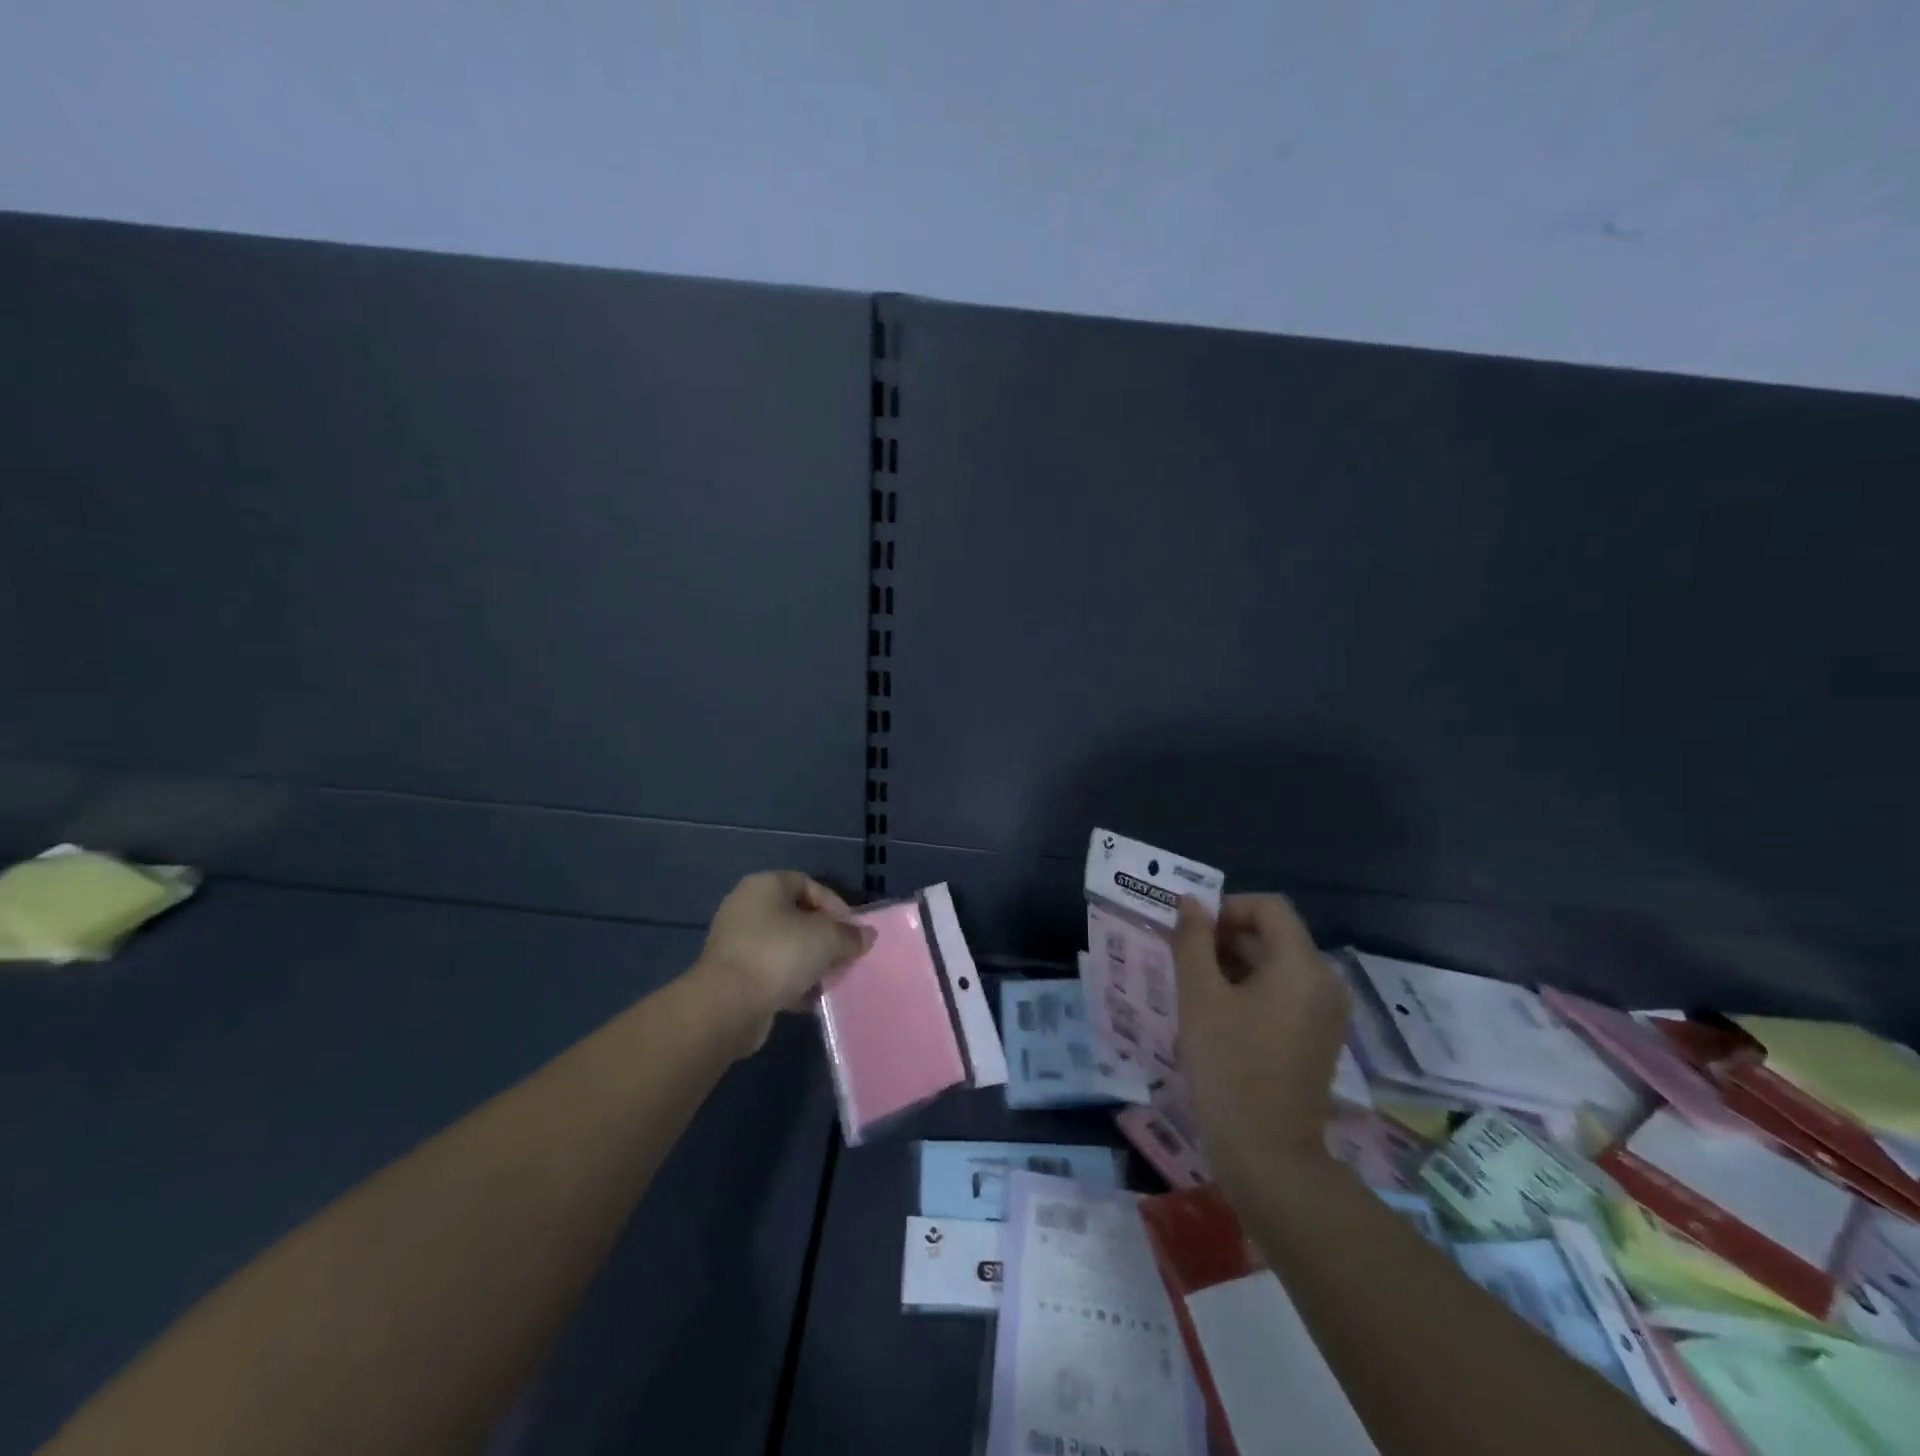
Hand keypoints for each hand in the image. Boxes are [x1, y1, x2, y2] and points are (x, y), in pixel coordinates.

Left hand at [695, 871, 873, 1054]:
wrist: (727, 1005)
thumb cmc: (779, 954)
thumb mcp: (827, 938)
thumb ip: (850, 935)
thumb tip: (866, 936)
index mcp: (765, 885)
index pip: (809, 884)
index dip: (835, 905)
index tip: (852, 931)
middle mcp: (746, 907)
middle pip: (797, 917)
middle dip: (825, 938)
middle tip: (845, 956)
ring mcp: (736, 942)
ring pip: (785, 947)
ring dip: (810, 963)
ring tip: (831, 980)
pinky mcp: (733, 975)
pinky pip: (771, 972)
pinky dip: (792, 982)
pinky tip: (810, 999)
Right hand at [1172, 894, 1350, 1191]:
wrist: (1268, 1155)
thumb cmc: (1229, 1066)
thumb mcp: (1199, 996)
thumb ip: (1193, 941)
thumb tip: (1191, 903)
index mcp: (1302, 965)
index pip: (1268, 907)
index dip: (1227, 908)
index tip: (1192, 933)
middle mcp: (1325, 981)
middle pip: (1274, 935)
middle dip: (1226, 938)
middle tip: (1184, 961)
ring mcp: (1326, 1012)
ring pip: (1276, 965)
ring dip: (1234, 964)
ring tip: (1195, 989)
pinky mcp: (1319, 1037)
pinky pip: (1285, 993)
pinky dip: (1252, 990)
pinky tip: (1218, 1015)